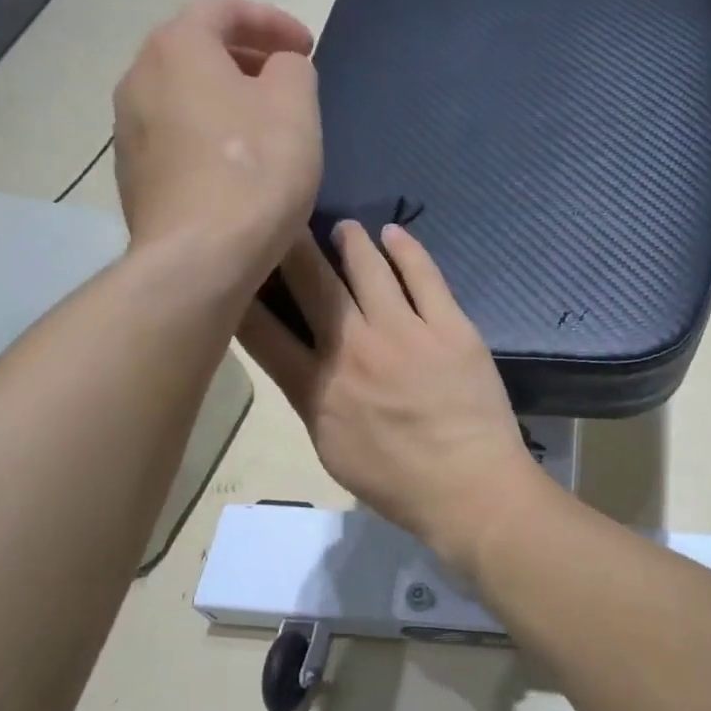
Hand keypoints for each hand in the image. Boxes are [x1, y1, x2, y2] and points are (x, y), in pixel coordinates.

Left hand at [111, 0, 320, 281]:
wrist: (198, 258)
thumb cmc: (254, 174)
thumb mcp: (296, 109)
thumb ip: (293, 69)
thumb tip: (281, 67)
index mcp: (178, 47)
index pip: (223, 8)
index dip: (271, 20)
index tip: (306, 46)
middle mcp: (139, 76)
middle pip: (195, 49)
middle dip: (245, 57)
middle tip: (286, 80)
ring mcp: (128, 128)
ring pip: (182, 94)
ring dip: (223, 98)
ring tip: (262, 125)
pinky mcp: (133, 175)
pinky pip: (175, 136)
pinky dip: (207, 135)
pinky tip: (235, 167)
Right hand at [237, 222, 545, 574]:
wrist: (471, 489)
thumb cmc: (400, 486)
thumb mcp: (334, 453)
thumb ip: (315, 402)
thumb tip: (306, 364)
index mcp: (317, 389)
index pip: (263, 330)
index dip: (243, 292)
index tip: (239, 265)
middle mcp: (353, 350)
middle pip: (312, 283)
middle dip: (291, 246)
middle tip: (285, 222)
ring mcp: (404, 333)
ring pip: (367, 267)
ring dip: (351, 241)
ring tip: (345, 229)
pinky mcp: (450, 327)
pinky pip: (423, 275)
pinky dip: (406, 248)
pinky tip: (395, 233)